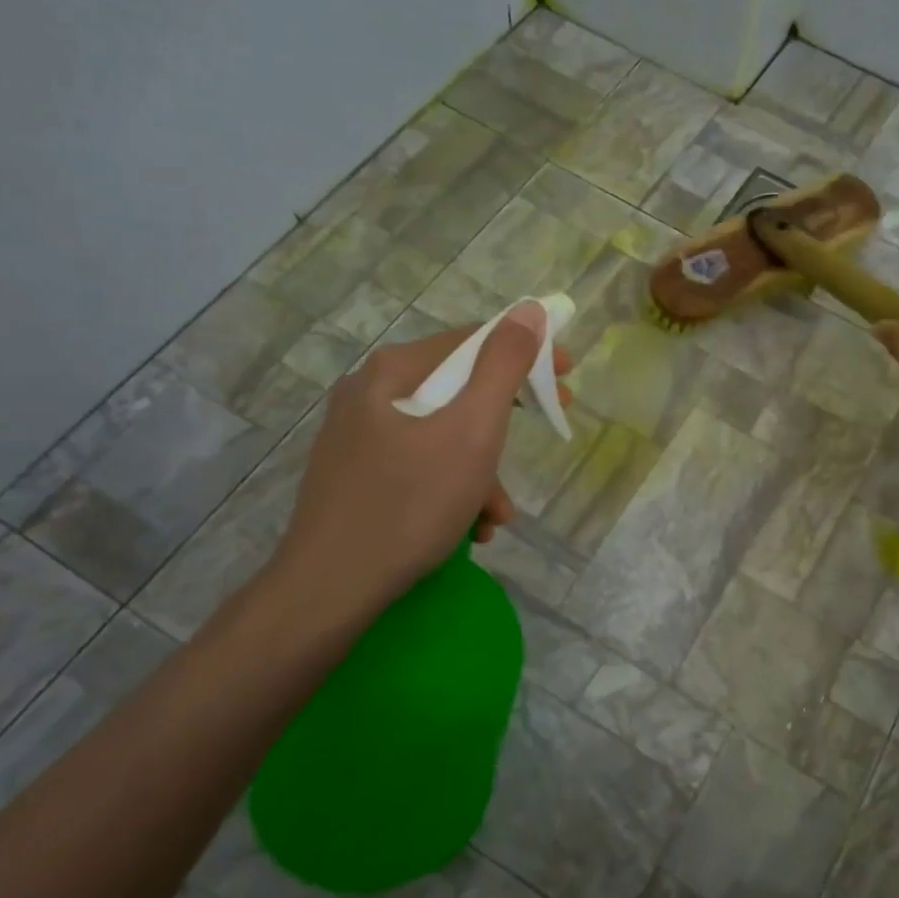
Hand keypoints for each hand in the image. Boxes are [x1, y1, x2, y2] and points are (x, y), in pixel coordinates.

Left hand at [260, 305, 567, 643]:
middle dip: (506, 422)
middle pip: (459, 390)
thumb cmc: (411, 502)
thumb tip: (529, 311)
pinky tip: (467, 529)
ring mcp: (359, 436)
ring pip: (443, 435)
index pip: (473, 341)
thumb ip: (504, 366)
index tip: (566, 377)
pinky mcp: (357, 476)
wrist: (332, 587)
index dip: (527, 353)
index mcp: (394, 371)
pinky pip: (421, 466)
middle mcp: (370, 393)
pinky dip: (453, 489)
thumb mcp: (473, 430)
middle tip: (551, 426)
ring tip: (496, 515)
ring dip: (483, 470)